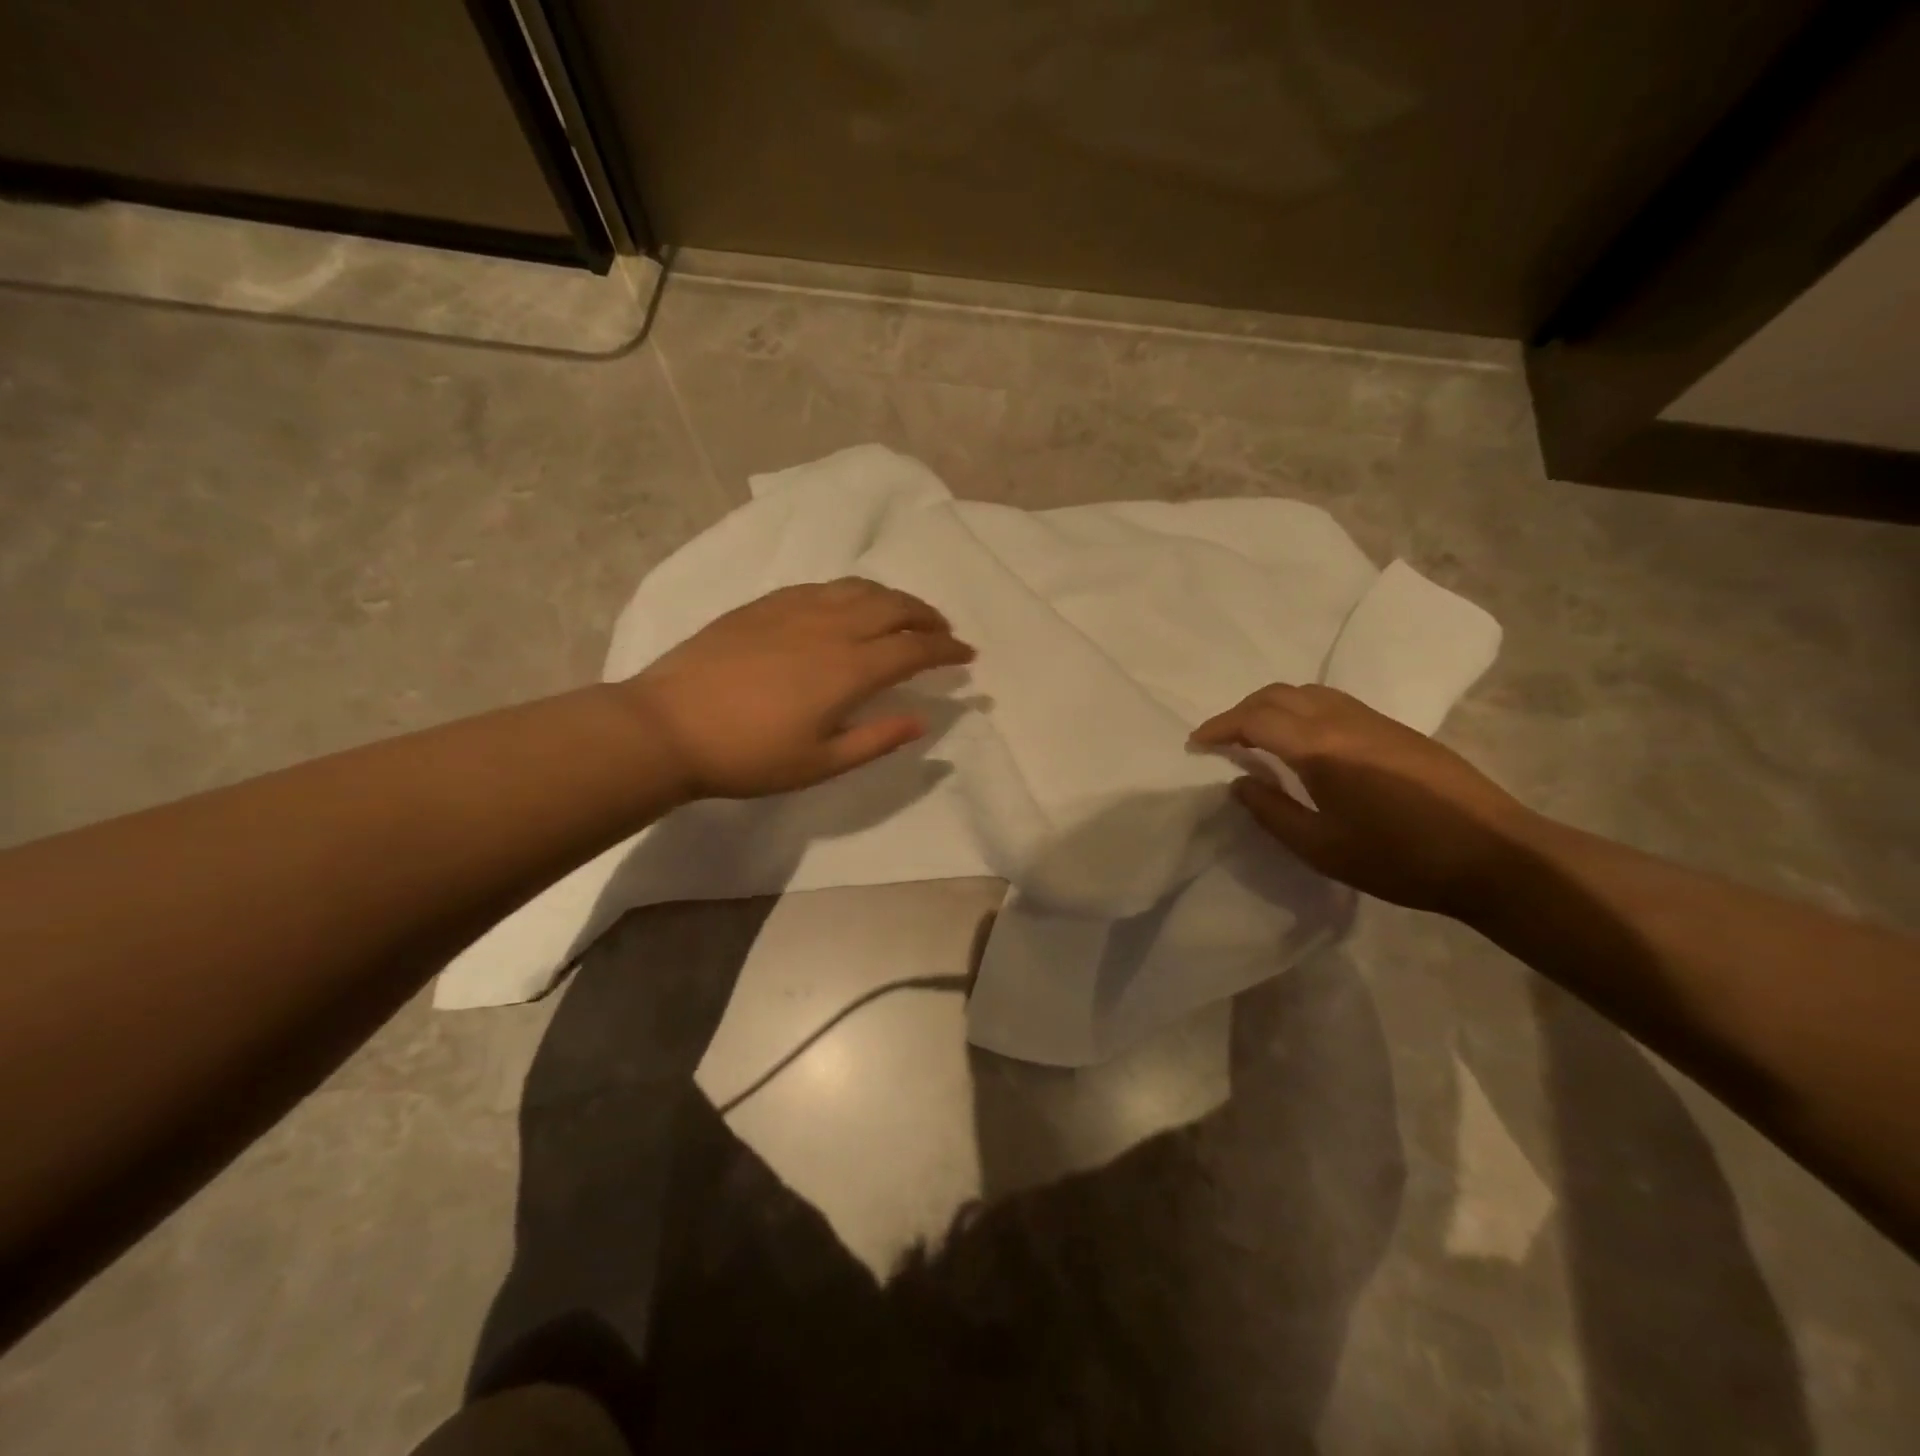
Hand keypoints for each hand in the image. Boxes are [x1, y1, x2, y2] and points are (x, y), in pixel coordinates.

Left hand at [619, 578, 974, 799]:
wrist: (668, 727)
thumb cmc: (748, 757)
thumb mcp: (820, 763)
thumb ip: (876, 739)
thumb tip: (923, 721)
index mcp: (849, 669)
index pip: (915, 649)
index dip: (947, 650)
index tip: (968, 656)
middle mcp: (830, 627)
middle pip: (894, 606)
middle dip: (928, 616)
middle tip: (943, 632)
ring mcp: (795, 609)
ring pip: (860, 589)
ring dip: (893, 598)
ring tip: (905, 615)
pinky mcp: (765, 604)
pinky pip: (824, 586)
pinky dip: (852, 593)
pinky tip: (849, 607)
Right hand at [1190, 684, 1533, 915]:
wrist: (1494, 855)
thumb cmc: (1400, 859)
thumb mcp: (1322, 848)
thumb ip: (1272, 812)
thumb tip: (1240, 782)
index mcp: (1320, 749)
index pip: (1255, 720)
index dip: (1219, 727)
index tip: (1196, 743)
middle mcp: (1343, 721)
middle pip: (1278, 695)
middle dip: (1241, 711)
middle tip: (1221, 739)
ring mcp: (1373, 720)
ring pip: (1307, 692)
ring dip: (1272, 706)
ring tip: (1257, 736)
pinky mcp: (1395, 728)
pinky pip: (1333, 701)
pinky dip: (1301, 709)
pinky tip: (1304, 740)